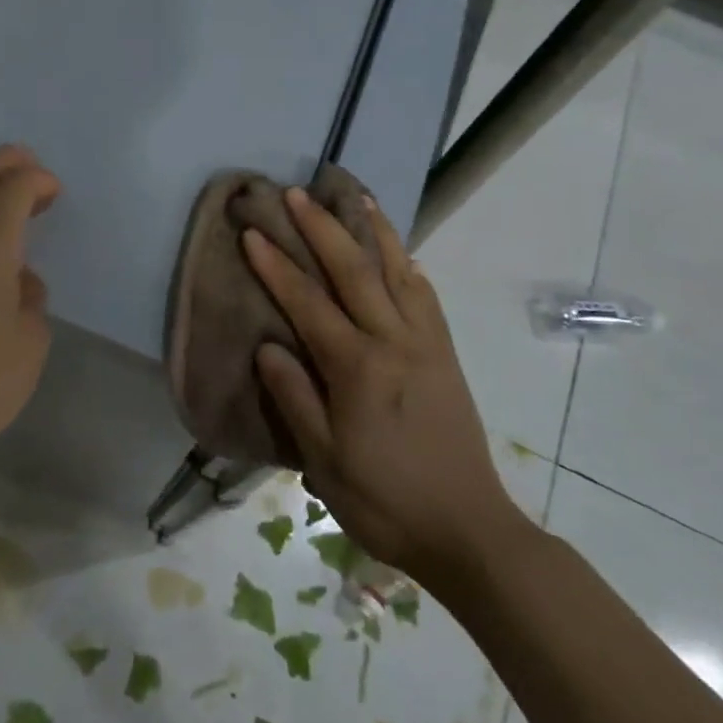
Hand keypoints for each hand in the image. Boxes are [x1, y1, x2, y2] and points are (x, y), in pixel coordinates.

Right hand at [242, 188, 528, 575]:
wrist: (468, 530)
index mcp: (358, 367)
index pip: (308, 303)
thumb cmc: (385, 500)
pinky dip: (408, 264)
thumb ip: (295, 397)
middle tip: (296, 192)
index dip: (277, 265)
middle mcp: (394, 341)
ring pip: (397, 271)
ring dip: (373, 230)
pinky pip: (425, 296)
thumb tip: (269, 346)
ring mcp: (426, 343)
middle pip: (355, 270)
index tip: (254, 231)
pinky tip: (399, 253)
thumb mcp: (324, 460)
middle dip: (321, 227)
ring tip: (355, 196)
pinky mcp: (446, 354)